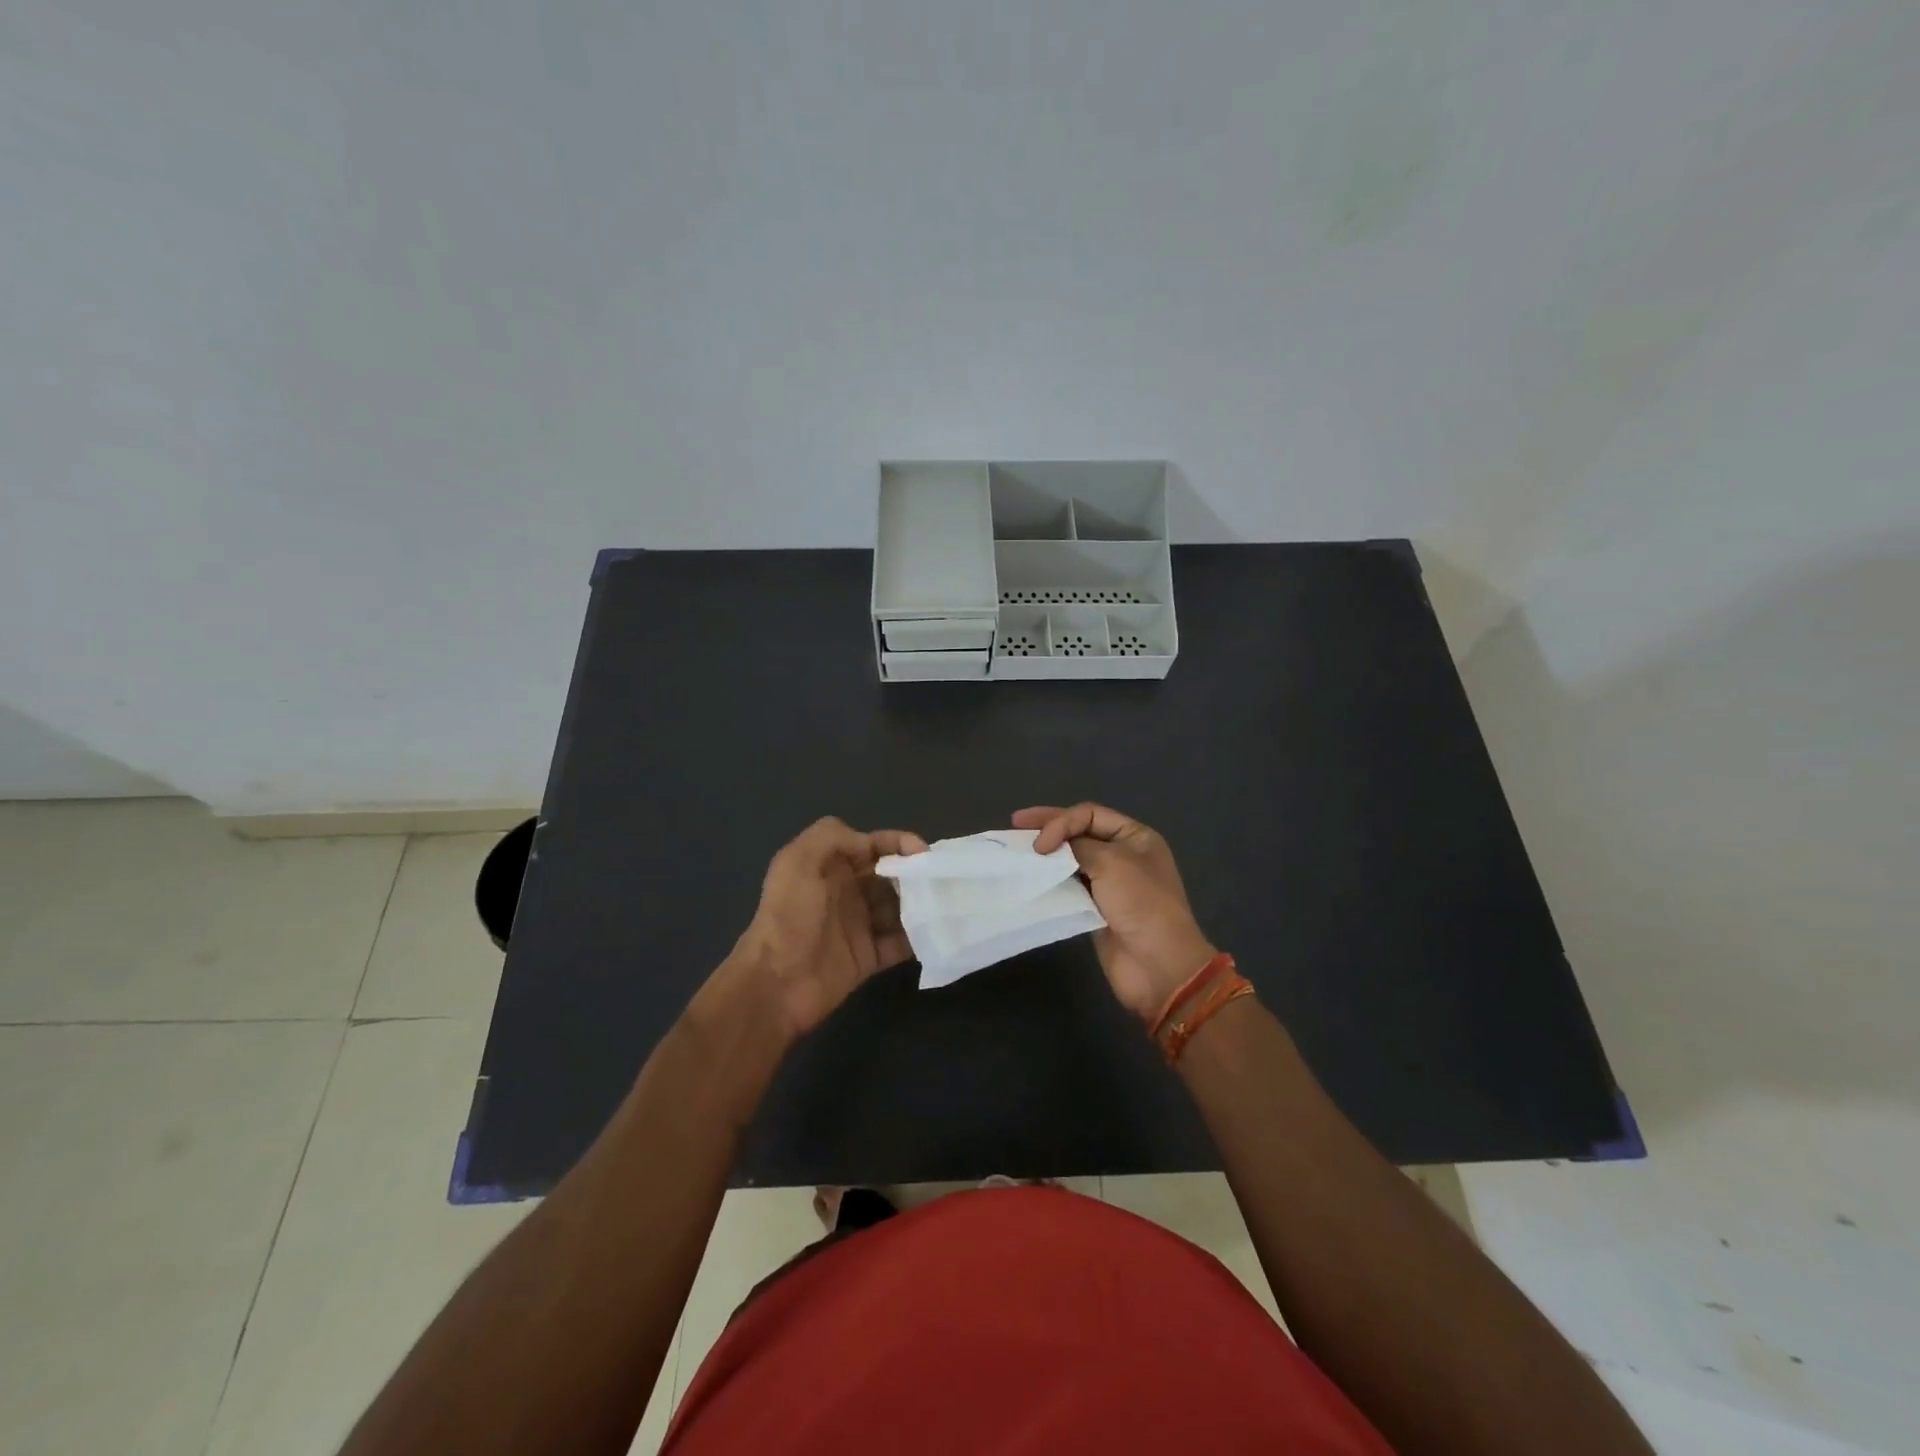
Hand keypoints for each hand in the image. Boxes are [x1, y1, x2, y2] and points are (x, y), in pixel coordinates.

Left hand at [730, 817, 926, 1038]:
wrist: (775, 983)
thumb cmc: (789, 916)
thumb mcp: (798, 861)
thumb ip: (832, 836)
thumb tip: (872, 844)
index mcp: (829, 866)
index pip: (871, 846)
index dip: (898, 843)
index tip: (924, 853)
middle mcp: (846, 892)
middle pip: (890, 876)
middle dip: (915, 875)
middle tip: (940, 882)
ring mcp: (858, 926)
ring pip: (899, 908)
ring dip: (921, 905)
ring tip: (946, 906)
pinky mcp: (867, 958)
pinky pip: (899, 943)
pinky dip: (918, 938)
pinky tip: (937, 933)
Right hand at [1013, 803, 1216, 1026]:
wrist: (1157, 965)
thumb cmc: (1141, 904)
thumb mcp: (1112, 862)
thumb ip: (1077, 846)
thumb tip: (1052, 846)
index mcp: (1135, 837)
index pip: (1089, 814)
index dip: (1061, 821)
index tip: (1040, 842)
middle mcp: (1123, 855)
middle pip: (1079, 832)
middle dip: (1049, 828)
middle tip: (1015, 824)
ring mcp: (1109, 883)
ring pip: (1071, 859)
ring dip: (1047, 855)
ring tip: (1018, 852)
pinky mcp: (1095, 908)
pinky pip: (1068, 886)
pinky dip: (1050, 880)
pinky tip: (1031, 878)